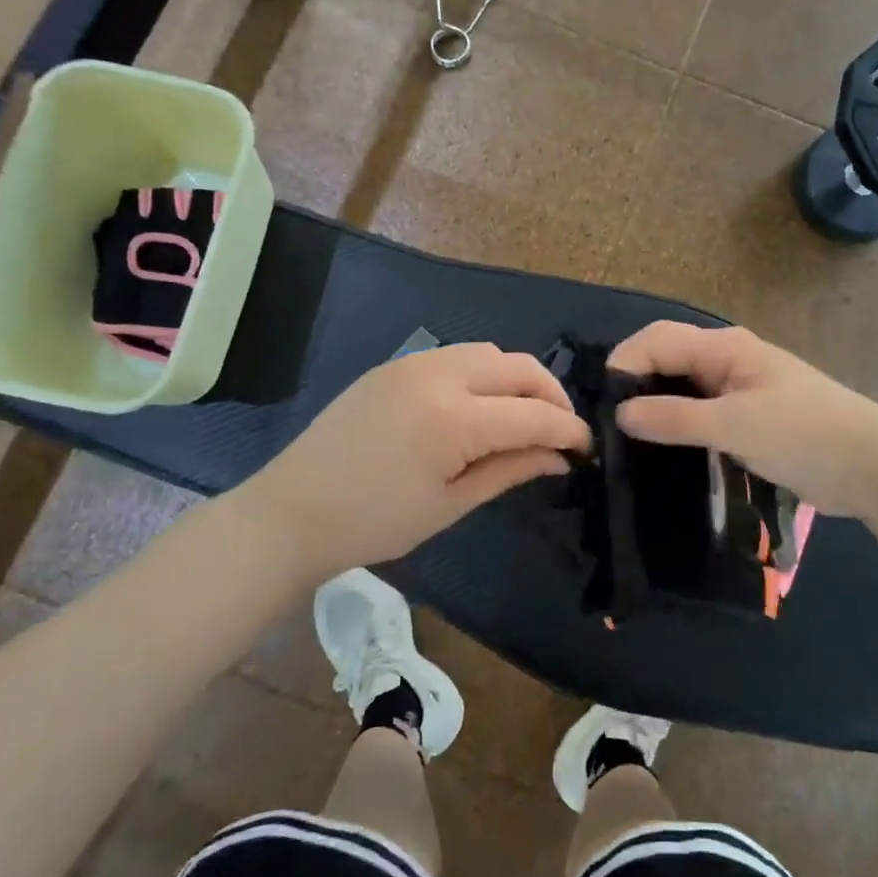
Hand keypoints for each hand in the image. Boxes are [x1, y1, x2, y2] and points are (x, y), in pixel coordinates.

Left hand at [246, 342, 589, 579]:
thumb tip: (559, 456)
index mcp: (453, 419)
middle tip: (560, 431)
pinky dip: (485, 374)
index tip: (586, 448)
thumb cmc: (373, 523)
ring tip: (523, 417)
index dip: (568, 429)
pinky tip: (481, 406)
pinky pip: (458, 356)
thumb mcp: (450, 504)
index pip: (533, 413)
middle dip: (551, 396)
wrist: (291, 511)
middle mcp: (439, 375)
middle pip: (519, 367)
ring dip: (518, 380)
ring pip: (490, 353)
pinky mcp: (396, 364)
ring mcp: (414, 363)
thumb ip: (510, 470)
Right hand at [608, 322, 877, 518]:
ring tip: (624, 442)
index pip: (657, 340)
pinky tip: (659, 451)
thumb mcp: (735, 425)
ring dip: (653, 408)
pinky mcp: (744, 420)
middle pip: (665, 361)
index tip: (600, 404)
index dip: (625, 363)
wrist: (872, 466)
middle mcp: (725, 362)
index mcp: (724, 348)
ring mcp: (736, 391)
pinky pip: (697, 415)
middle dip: (634, 385)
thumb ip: (675, 417)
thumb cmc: (804, 434)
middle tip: (606, 426)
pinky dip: (675, 427)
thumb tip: (621, 413)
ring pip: (680, 389)